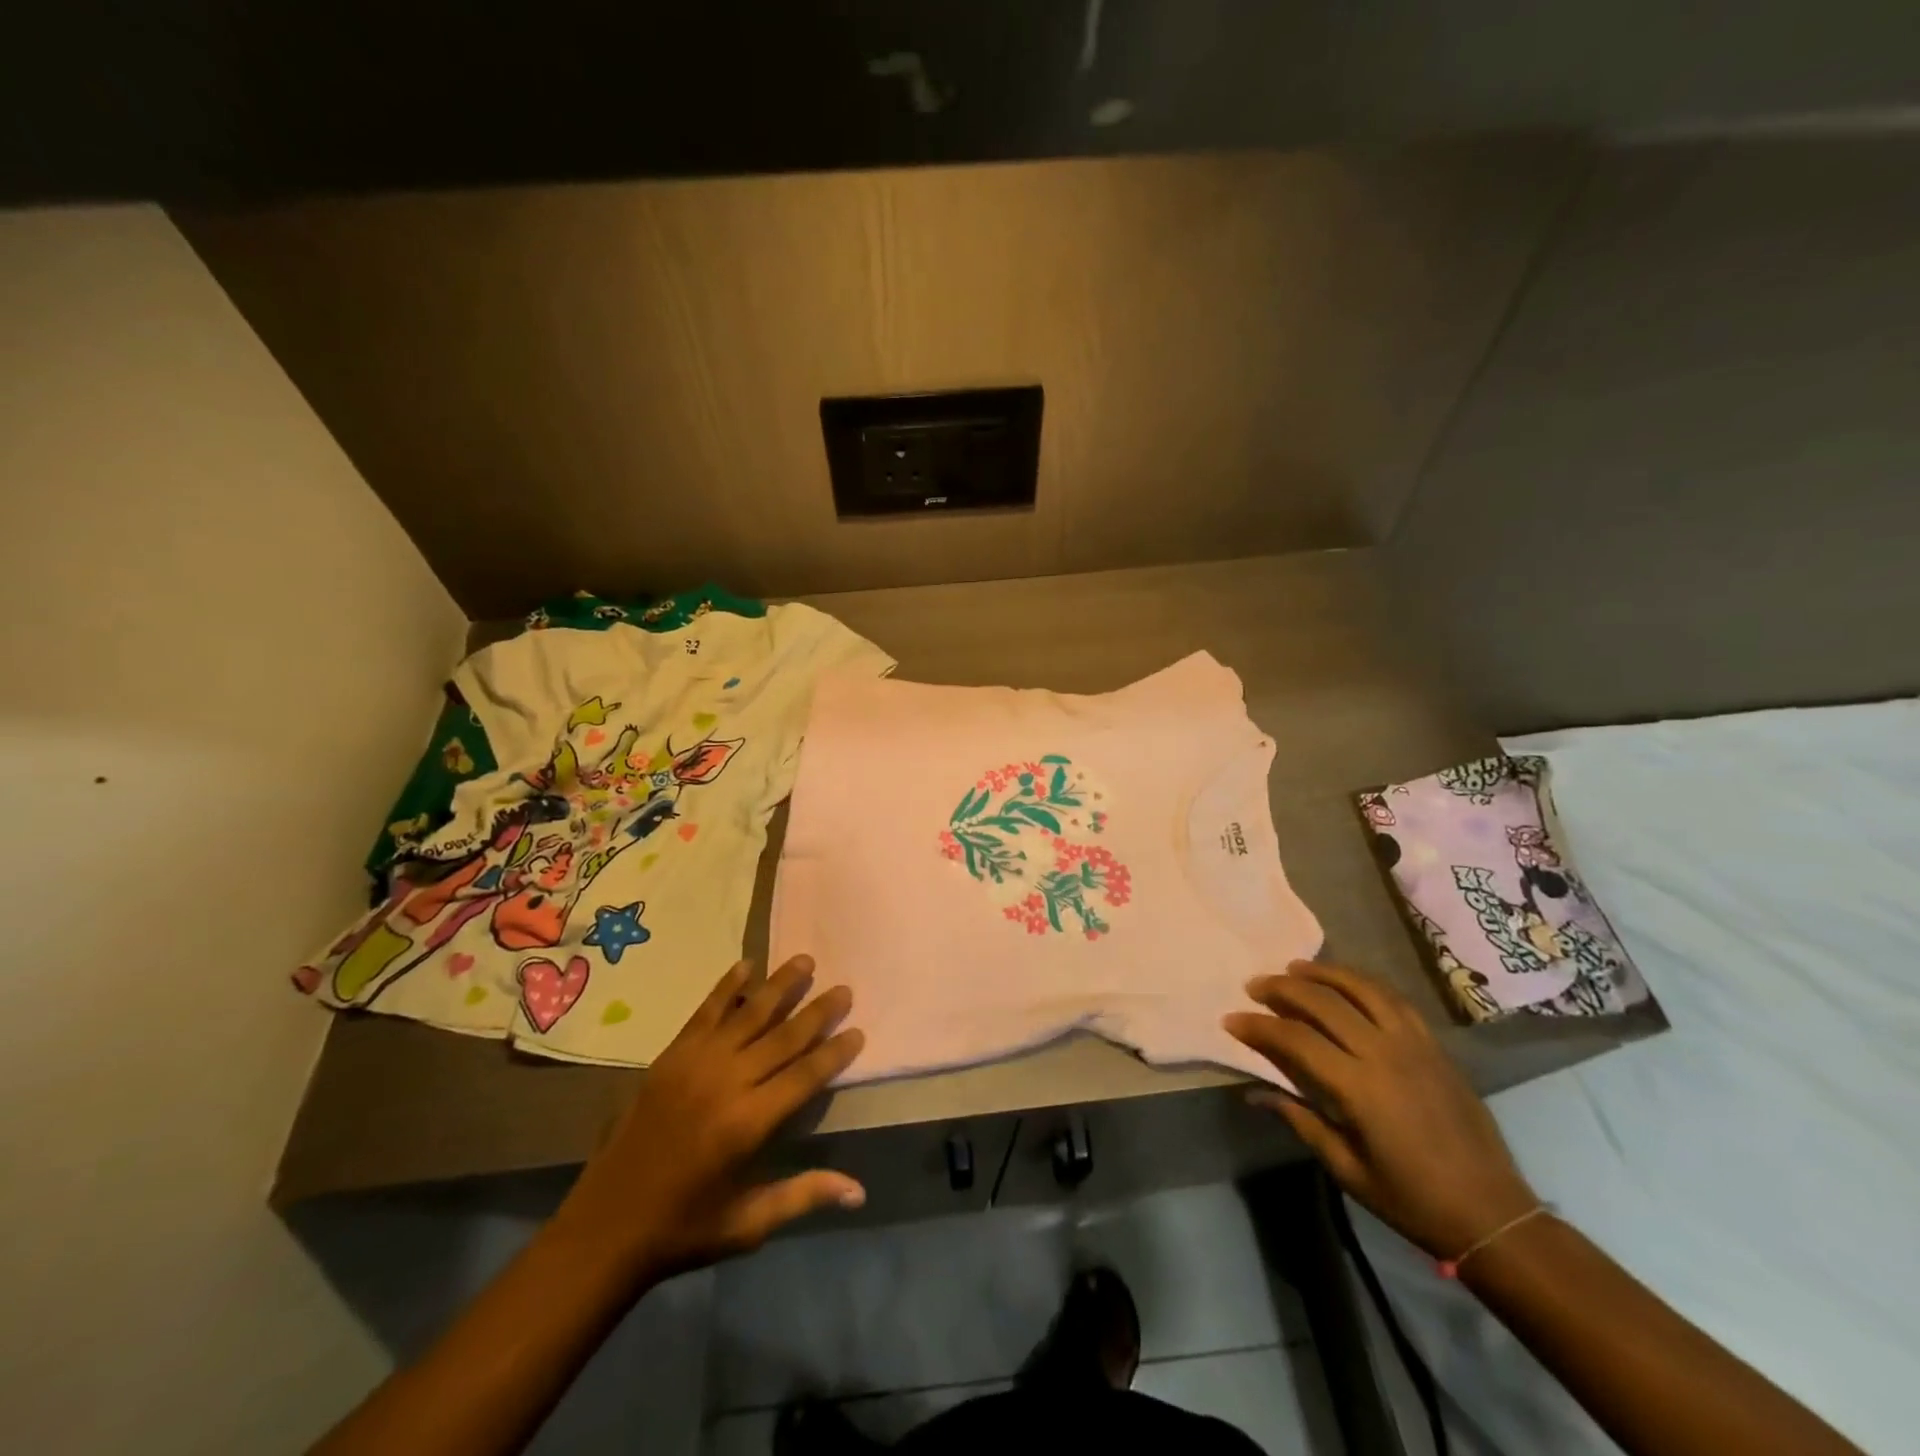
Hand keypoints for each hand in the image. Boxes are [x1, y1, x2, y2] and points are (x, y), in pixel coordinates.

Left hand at [553, 954, 866, 1282]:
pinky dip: (726, 988)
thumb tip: (860, 1191)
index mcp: (748, 1124)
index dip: (834, 1053)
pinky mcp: (670, 1057)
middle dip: (817, 1011)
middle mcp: (726, 1083)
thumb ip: (804, 1196)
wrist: (603, 1228)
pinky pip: (704, 1013)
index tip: (858, 1030)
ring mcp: (695, 1064)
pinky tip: (745, 966)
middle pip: (782, 1037)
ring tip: (805, 961)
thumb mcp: (748, 1224)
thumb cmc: (684, 1229)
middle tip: (843, 988)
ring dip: (779, 986)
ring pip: (748, 1014)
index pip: (805, 1076)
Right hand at [1224, 960, 1536, 1258]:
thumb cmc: (1411, 1199)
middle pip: (1324, 1002)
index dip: (1259, 1026)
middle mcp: (1385, 1053)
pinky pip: (1394, 1000)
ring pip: (1361, 988)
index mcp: (1360, 1088)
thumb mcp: (1347, 1168)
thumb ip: (1300, 1120)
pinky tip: (1345, 983)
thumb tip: (1255, 1093)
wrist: (1492, 1214)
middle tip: (1255, 985)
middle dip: (1283, 988)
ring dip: (1323, 973)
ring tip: (1294, 967)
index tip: (1231, 1020)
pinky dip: (1363, 983)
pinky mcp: (1435, 1046)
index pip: (1296, 1039)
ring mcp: (1414, 1045)